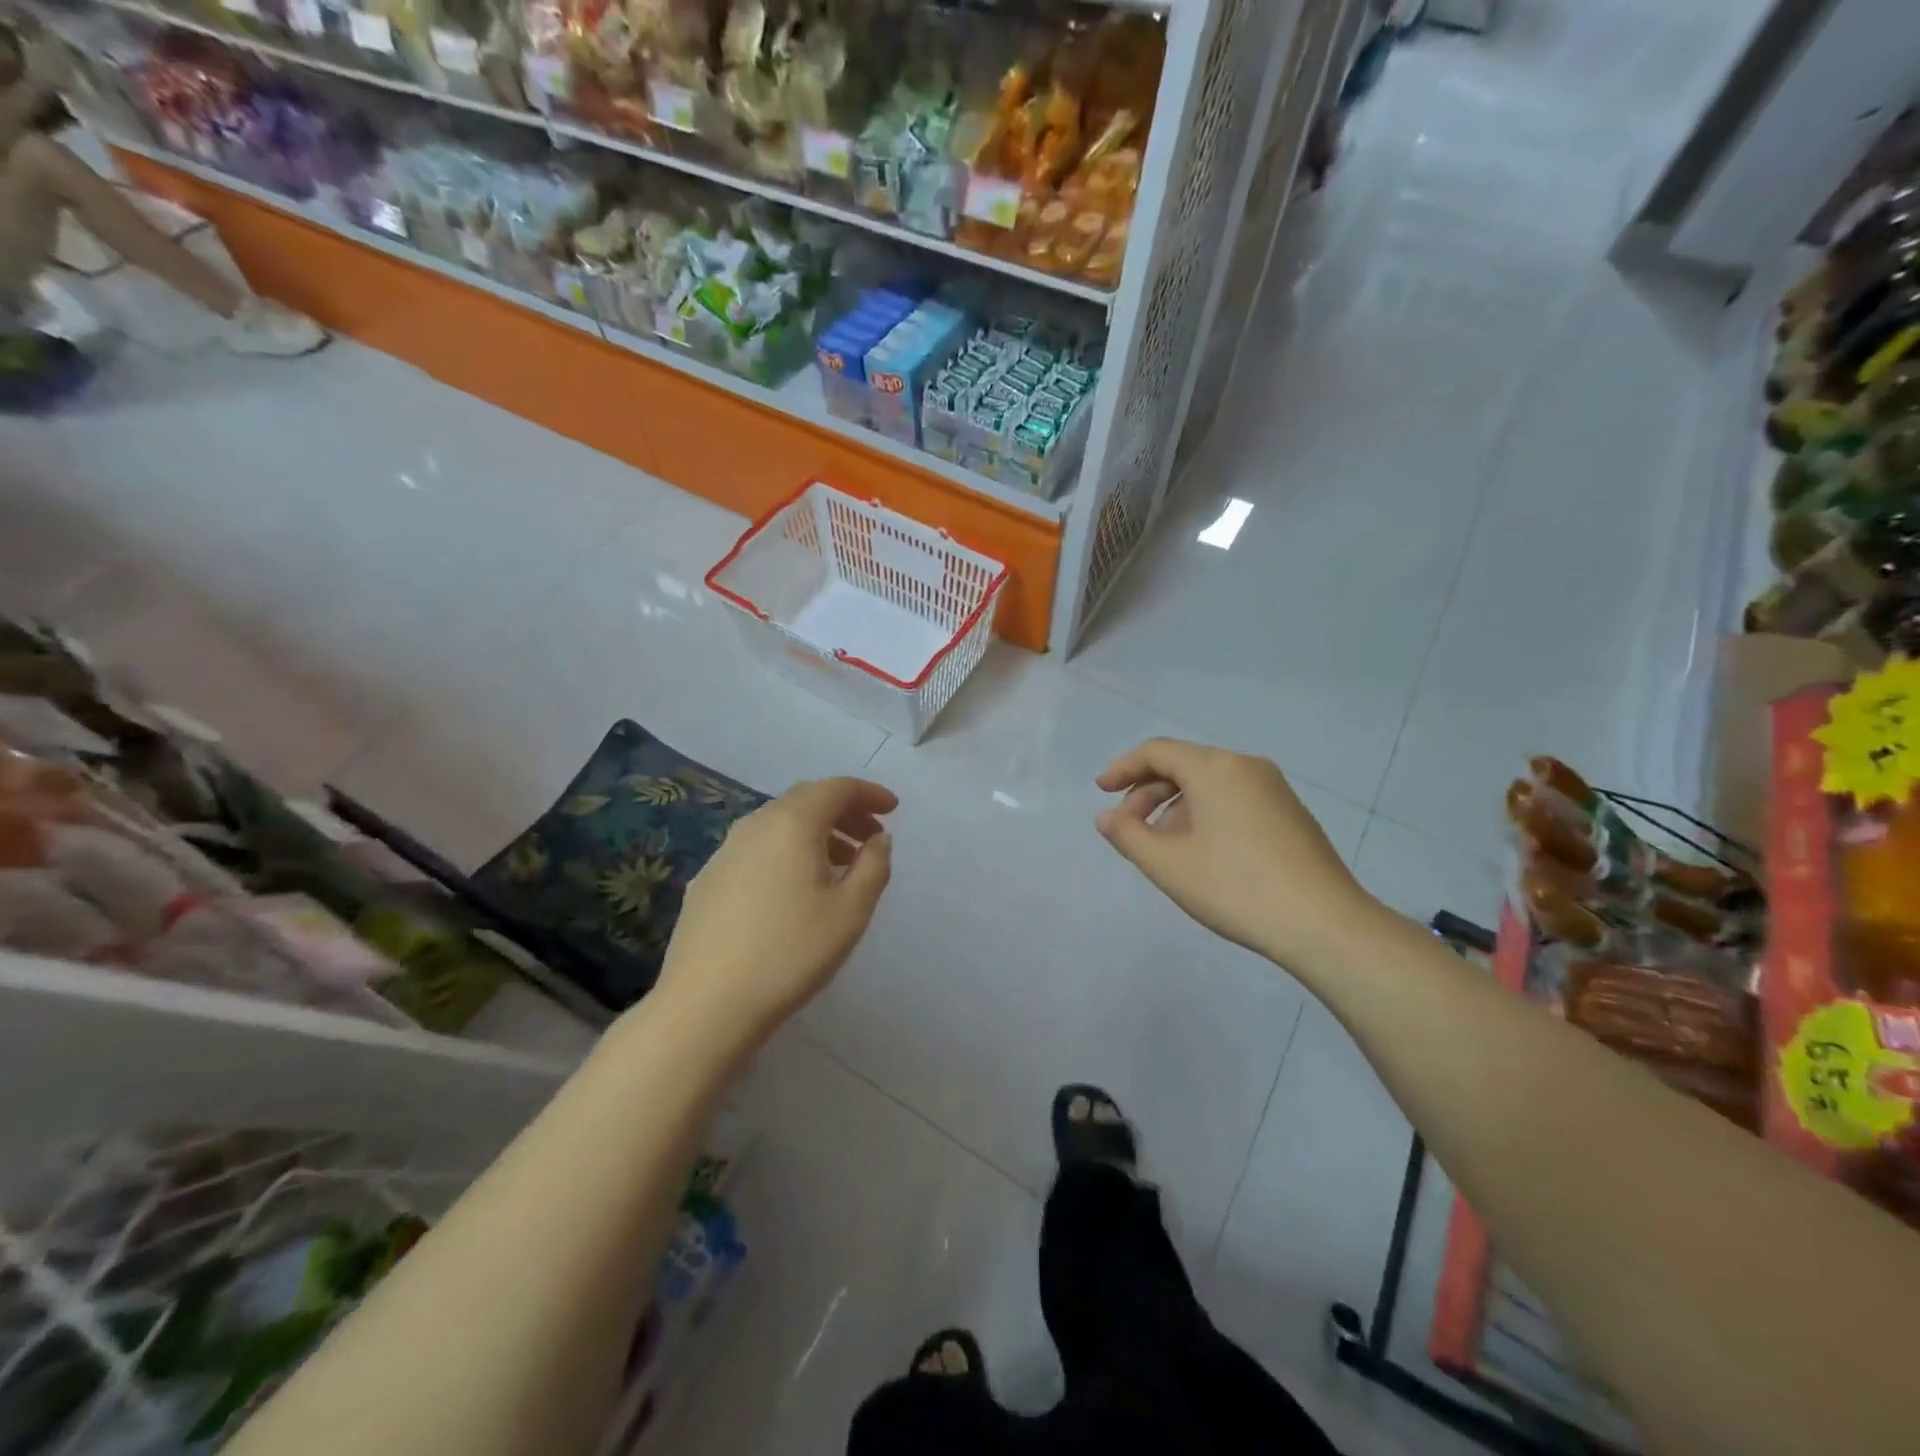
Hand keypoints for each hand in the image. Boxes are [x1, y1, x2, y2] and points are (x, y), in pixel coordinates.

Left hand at [656, 777, 894, 1046]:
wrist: (705, 1004)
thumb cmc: (790, 953)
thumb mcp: (850, 912)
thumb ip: (873, 866)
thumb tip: (877, 839)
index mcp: (793, 823)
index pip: (837, 788)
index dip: (869, 793)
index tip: (893, 809)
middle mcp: (756, 825)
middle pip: (806, 801)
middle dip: (844, 812)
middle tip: (871, 837)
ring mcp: (725, 851)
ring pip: (779, 824)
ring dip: (815, 833)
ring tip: (840, 864)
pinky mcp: (708, 879)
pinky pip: (758, 848)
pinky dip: (787, 852)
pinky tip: (794, 888)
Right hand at [1096, 738, 1375, 968]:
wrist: (1324, 924)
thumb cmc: (1235, 888)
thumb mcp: (1168, 865)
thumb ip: (1127, 834)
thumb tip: (1106, 816)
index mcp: (1215, 769)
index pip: (1157, 751)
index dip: (1123, 768)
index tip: (1101, 792)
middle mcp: (1246, 766)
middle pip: (1184, 765)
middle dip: (1148, 792)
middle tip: (1127, 828)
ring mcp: (1274, 789)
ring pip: (1210, 783)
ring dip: (1176, 806)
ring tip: (1162, 846)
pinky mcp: (1291, 813)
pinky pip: (1235, 798)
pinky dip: (1206, 813)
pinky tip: (1202, 851)